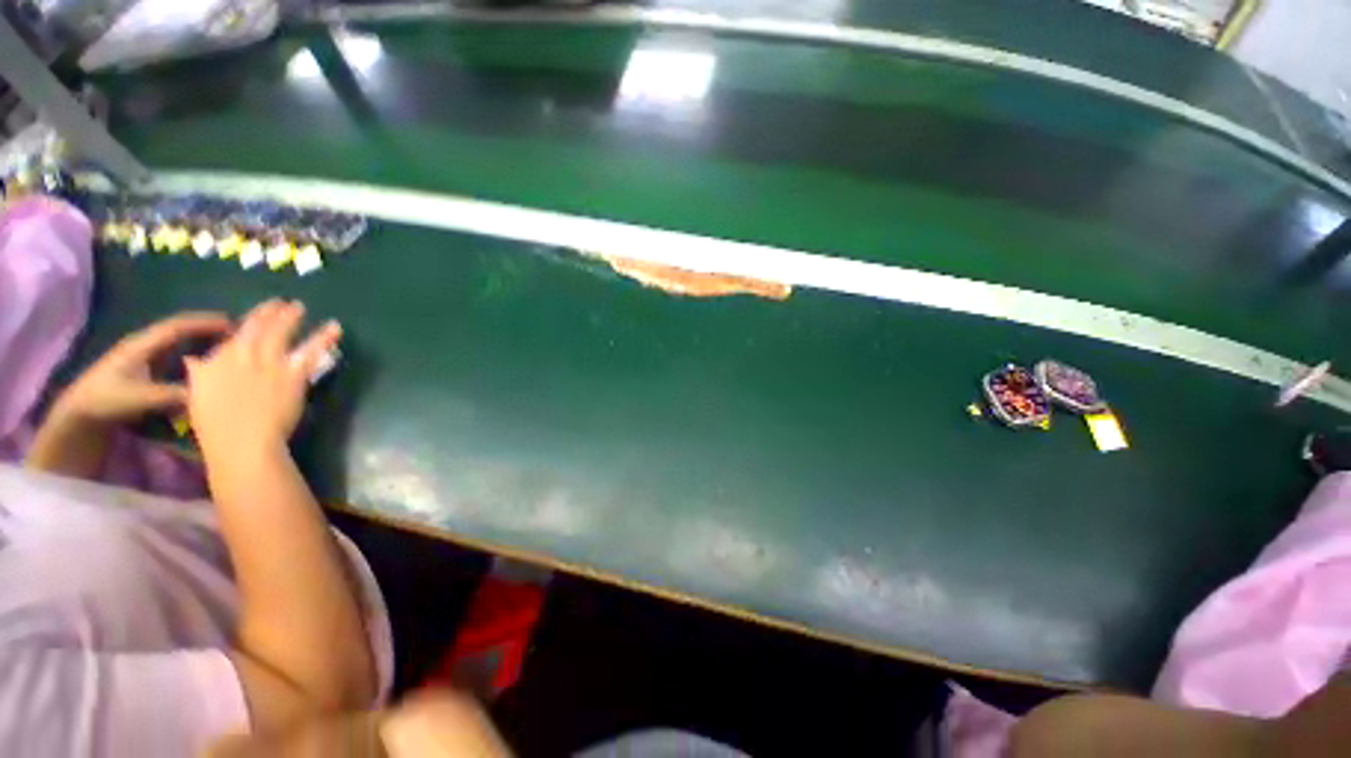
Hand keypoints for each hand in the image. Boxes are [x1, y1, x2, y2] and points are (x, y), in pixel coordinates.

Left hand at [53, 312, 232, 424]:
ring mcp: (145, 357)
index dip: (206, 322)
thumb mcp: (142, 398)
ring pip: (179, 343)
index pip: (179, 325)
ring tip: (228, 350)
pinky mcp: (146, 369)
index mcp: (143, 344)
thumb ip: (176, 394)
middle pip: (181, 331)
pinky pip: (176, 357)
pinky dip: (194, 357)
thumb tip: (210, 394)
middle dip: (209, 330)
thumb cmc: (108, 400)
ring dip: (203, 343)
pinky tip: (206, 367)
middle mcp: (146, 345)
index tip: (235, 325)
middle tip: (238, 337)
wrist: (80, 414)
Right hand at [186, 299, 340, 452]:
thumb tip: (196, 361)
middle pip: (260, 327)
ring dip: (292, 318)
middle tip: (285, 303)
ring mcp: (270, 364)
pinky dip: (324, 338)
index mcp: (219, 359)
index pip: (238, 333)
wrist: (242, 441)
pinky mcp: (293, 375)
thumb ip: (201, 373)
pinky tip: (335, 328)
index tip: (263, 310)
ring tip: (301, 306)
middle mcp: (244, 356)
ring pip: (282, 333)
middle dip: (272, 312)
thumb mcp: (196, 393)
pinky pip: (311, 353)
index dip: (253, 319)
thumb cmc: (215, 425)